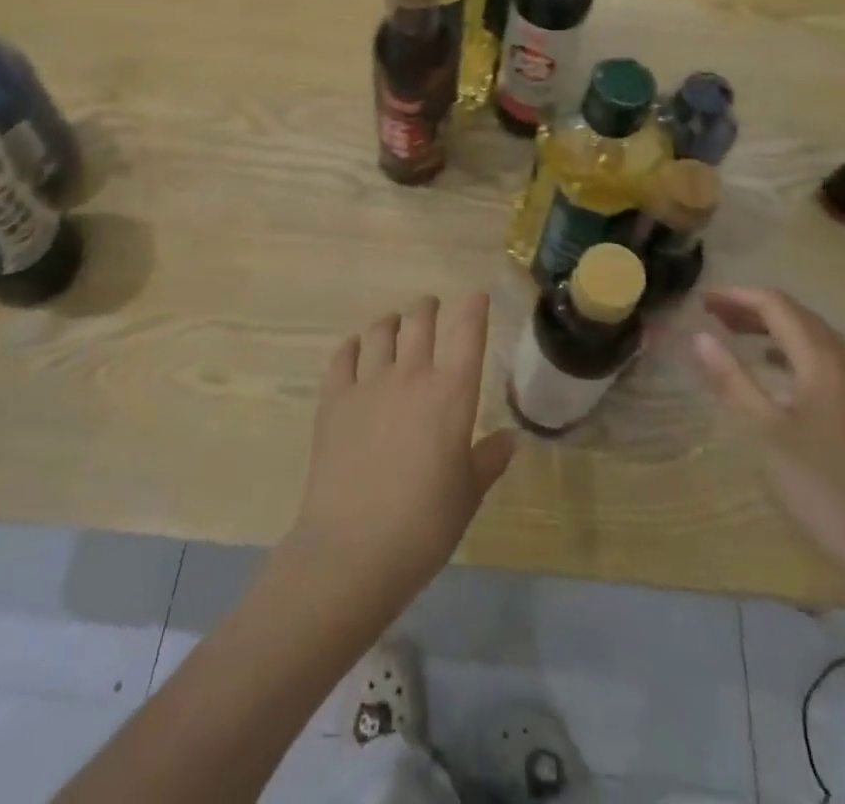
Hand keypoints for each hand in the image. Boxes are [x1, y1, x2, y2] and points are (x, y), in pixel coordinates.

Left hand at [286, 295, 518, 618]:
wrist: (354, 548)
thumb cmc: (424, 525)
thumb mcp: (468, 494)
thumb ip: (489, 459)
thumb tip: (511, 438)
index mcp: (451, 394)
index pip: (468, 333)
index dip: (474, 309)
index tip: (477, 296)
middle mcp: (410, 375)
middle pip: (420, 322)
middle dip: (428, 308)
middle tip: (430, 307)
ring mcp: (368, 383)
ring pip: (380, 332)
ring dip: (391, 321)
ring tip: (393, 322)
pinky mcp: (333, 399)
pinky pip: (342, 357)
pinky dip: (352, 346)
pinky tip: (355, 349)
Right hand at [691, 288, 844, 595]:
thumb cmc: (823, 488)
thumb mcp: (764, 432)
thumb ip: (731, 379)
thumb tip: (699, 336)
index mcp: (825, 361)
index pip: (777, 307)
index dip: (737, 297)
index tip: (701, 301)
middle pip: (799, 318)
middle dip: (754, 310)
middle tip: (713, 315)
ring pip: (816, 341)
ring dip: (775, 331)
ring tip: (737, 337)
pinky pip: (828, 365)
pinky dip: (795, 356)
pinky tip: (779, 377)